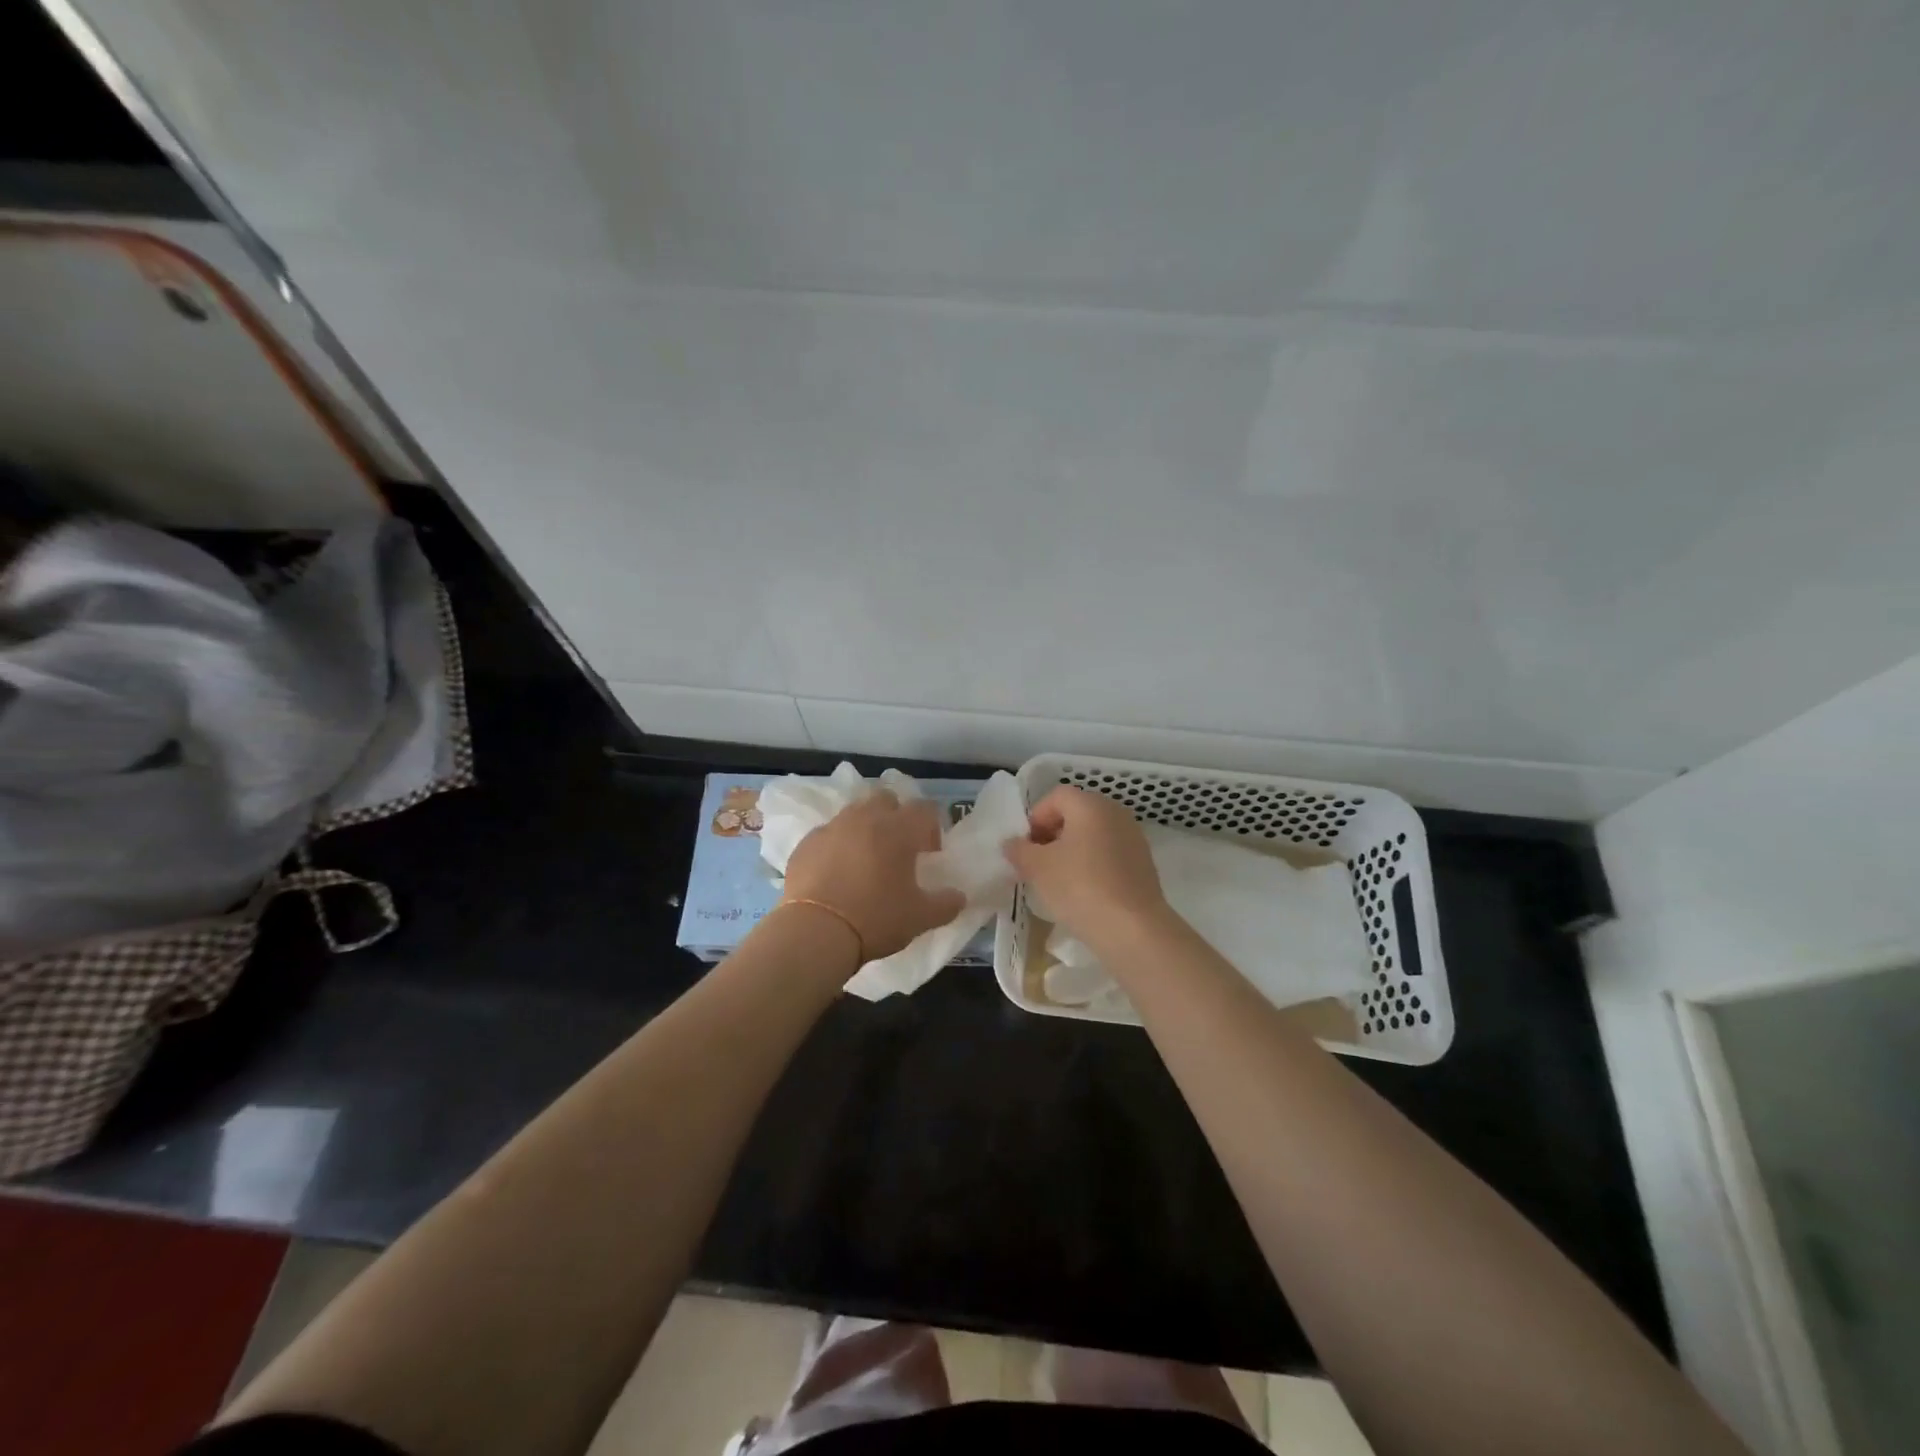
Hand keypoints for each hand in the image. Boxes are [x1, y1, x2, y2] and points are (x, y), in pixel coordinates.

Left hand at [782, 792, 966, 961]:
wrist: (814, 932)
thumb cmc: (875, 919)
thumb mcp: (921, 918)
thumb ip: (946, 904)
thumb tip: (960, 897)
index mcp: (899, 829)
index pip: (924, 809)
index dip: (931, 827)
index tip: (929, 853)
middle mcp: (866, 818)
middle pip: (886, 800)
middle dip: (895, 817)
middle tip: (897, 849)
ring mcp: (832, 827)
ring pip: (854, 813)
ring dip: (865, 828)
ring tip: (865, 860)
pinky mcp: (806, 843)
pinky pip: (828, 834)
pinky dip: (836, 845)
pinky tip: (835, 873)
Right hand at [1002, 786, 1168, 948]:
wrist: (1133, 929)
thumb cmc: (1080, 887)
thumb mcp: (1037, 868)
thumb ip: (1019, 850)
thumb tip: (1012, 843)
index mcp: (1090, 805)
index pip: (1056, 796)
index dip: (1036, 817)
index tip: (1026, 846)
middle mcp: (1116, 813)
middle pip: (1076, 813)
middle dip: (1053, 834)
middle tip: (1038, 863)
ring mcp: (1133, 838)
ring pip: (1093, 835)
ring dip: (1073, 851)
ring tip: (1059, 880)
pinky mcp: (1143, 863)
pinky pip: (1109, 854)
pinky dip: (1093, 865)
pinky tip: (1084, 892)